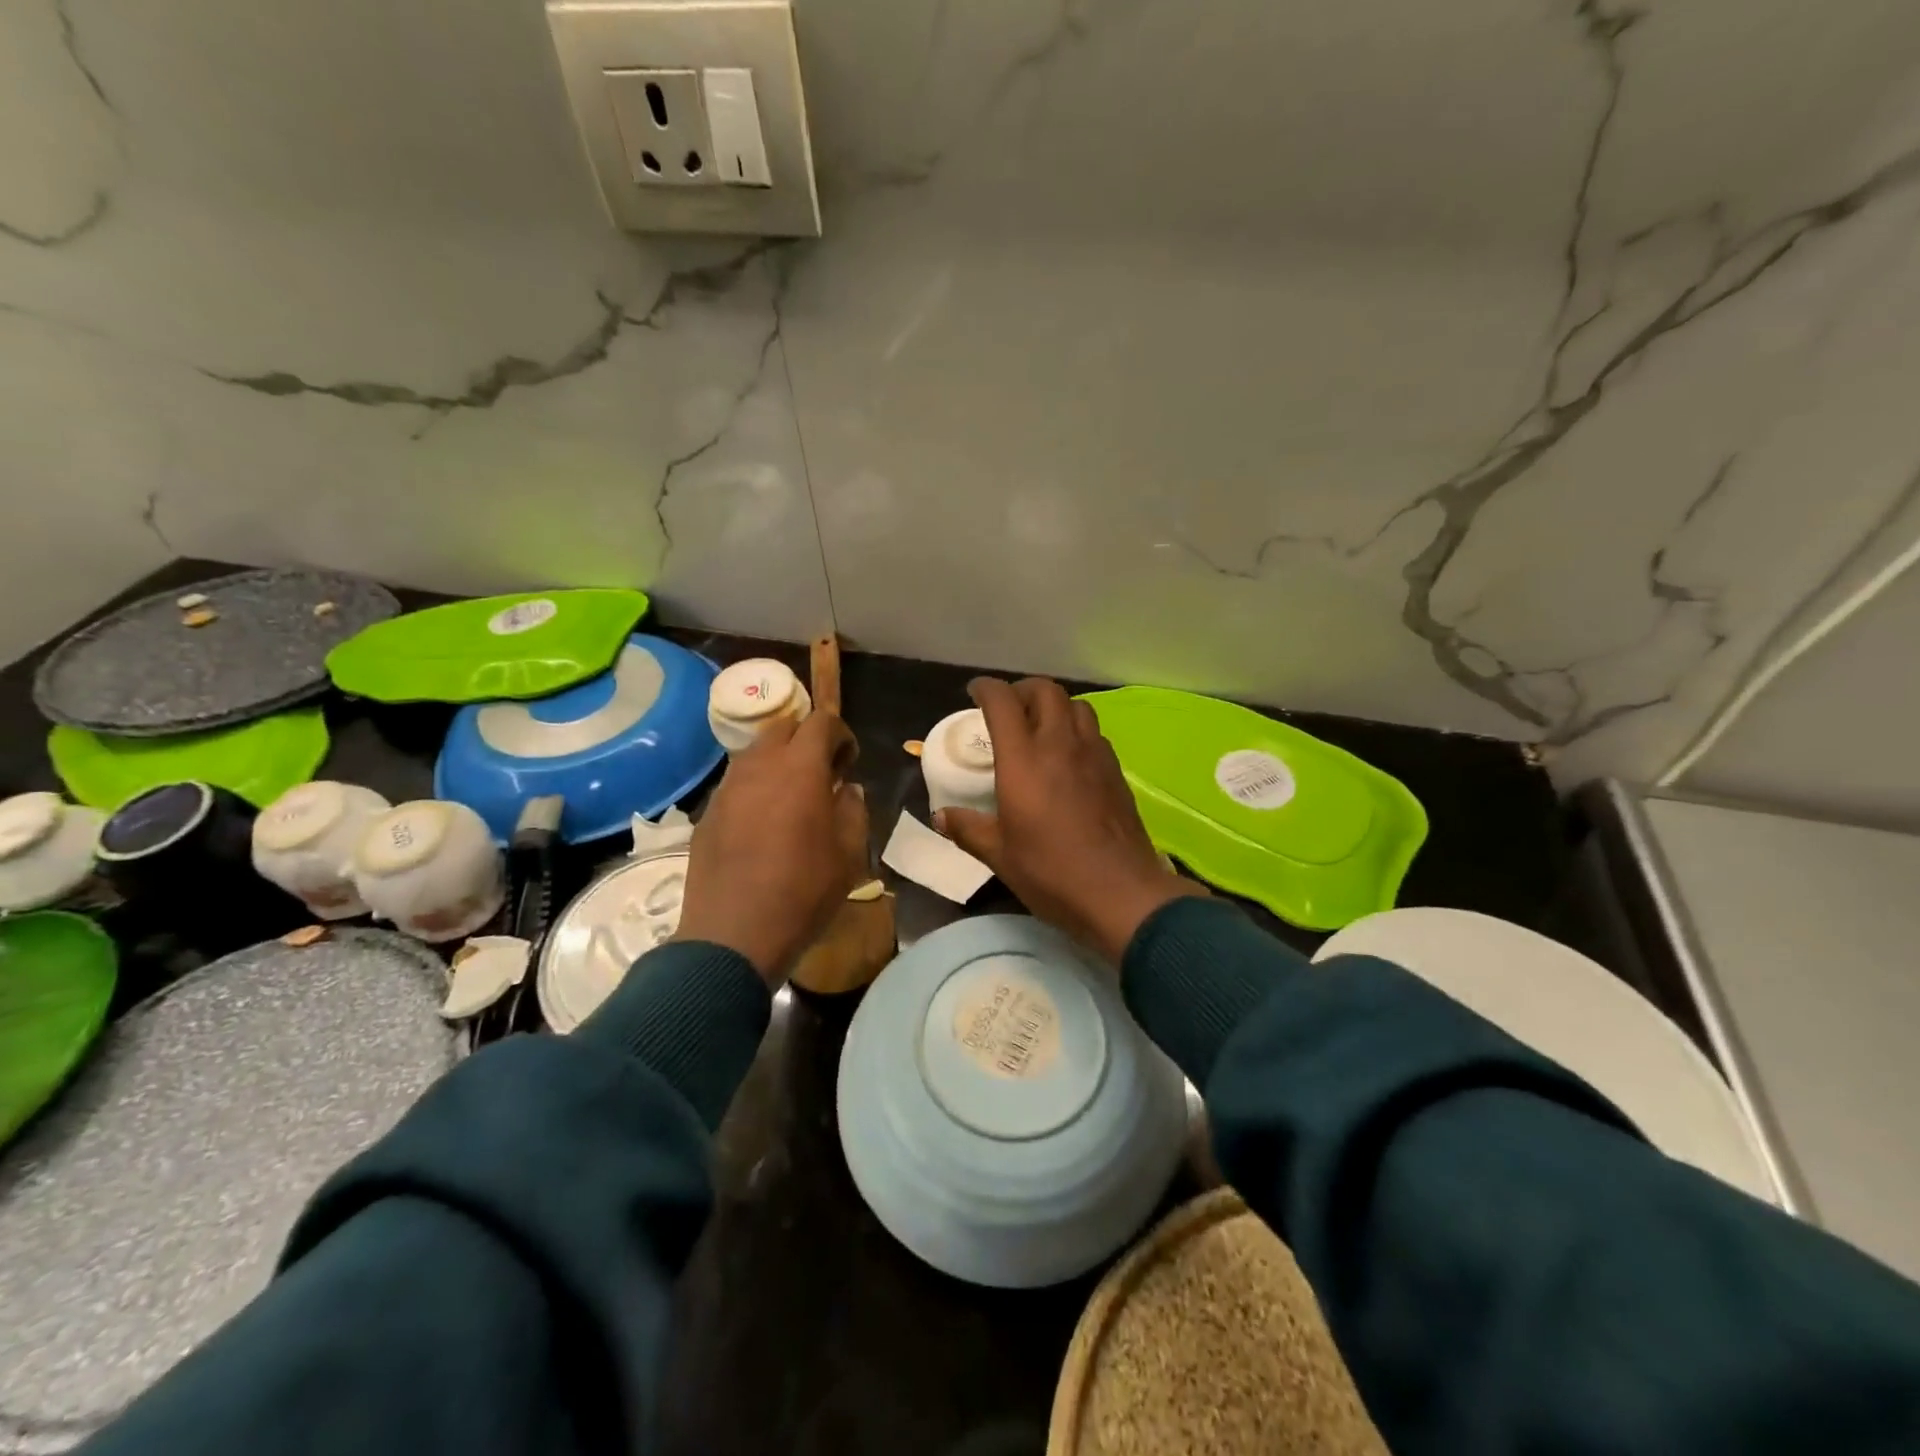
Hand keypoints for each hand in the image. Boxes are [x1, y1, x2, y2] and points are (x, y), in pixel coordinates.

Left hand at [675, 711, 868, 986]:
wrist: (734, 934)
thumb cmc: (803, 891)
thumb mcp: (849, 853)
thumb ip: (854, 810)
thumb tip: (847, 790)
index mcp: (800, 768)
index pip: (821, 722)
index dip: (841, 734)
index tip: (849, 762)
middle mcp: (759, 766)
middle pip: (782, 728)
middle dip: (806, 740)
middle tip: (822, 774)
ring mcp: (727, 788)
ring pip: (754, 754)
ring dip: (778, 763)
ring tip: (792, 799)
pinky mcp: (707, 813)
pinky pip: (736, 784)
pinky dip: (755, 789)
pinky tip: (763, 825)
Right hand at [934, 677, 1204, 965]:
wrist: (1121, 893)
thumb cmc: (1052, 872)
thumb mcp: (1000, 856)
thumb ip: (969, 829)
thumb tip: (941, 817)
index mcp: (1024, 759)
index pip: (1003, 702)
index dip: (986, 689)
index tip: (975, 693)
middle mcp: (1060, 745)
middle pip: (1045, 691)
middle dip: (1023, 690)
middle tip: (1009, 709)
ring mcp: (1094, 754)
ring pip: (1076, 706)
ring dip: (1054, 706)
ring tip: (1041, 728)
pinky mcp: (1116, 771)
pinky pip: (1094, 733)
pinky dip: (1076, 730)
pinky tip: (1069, 757)